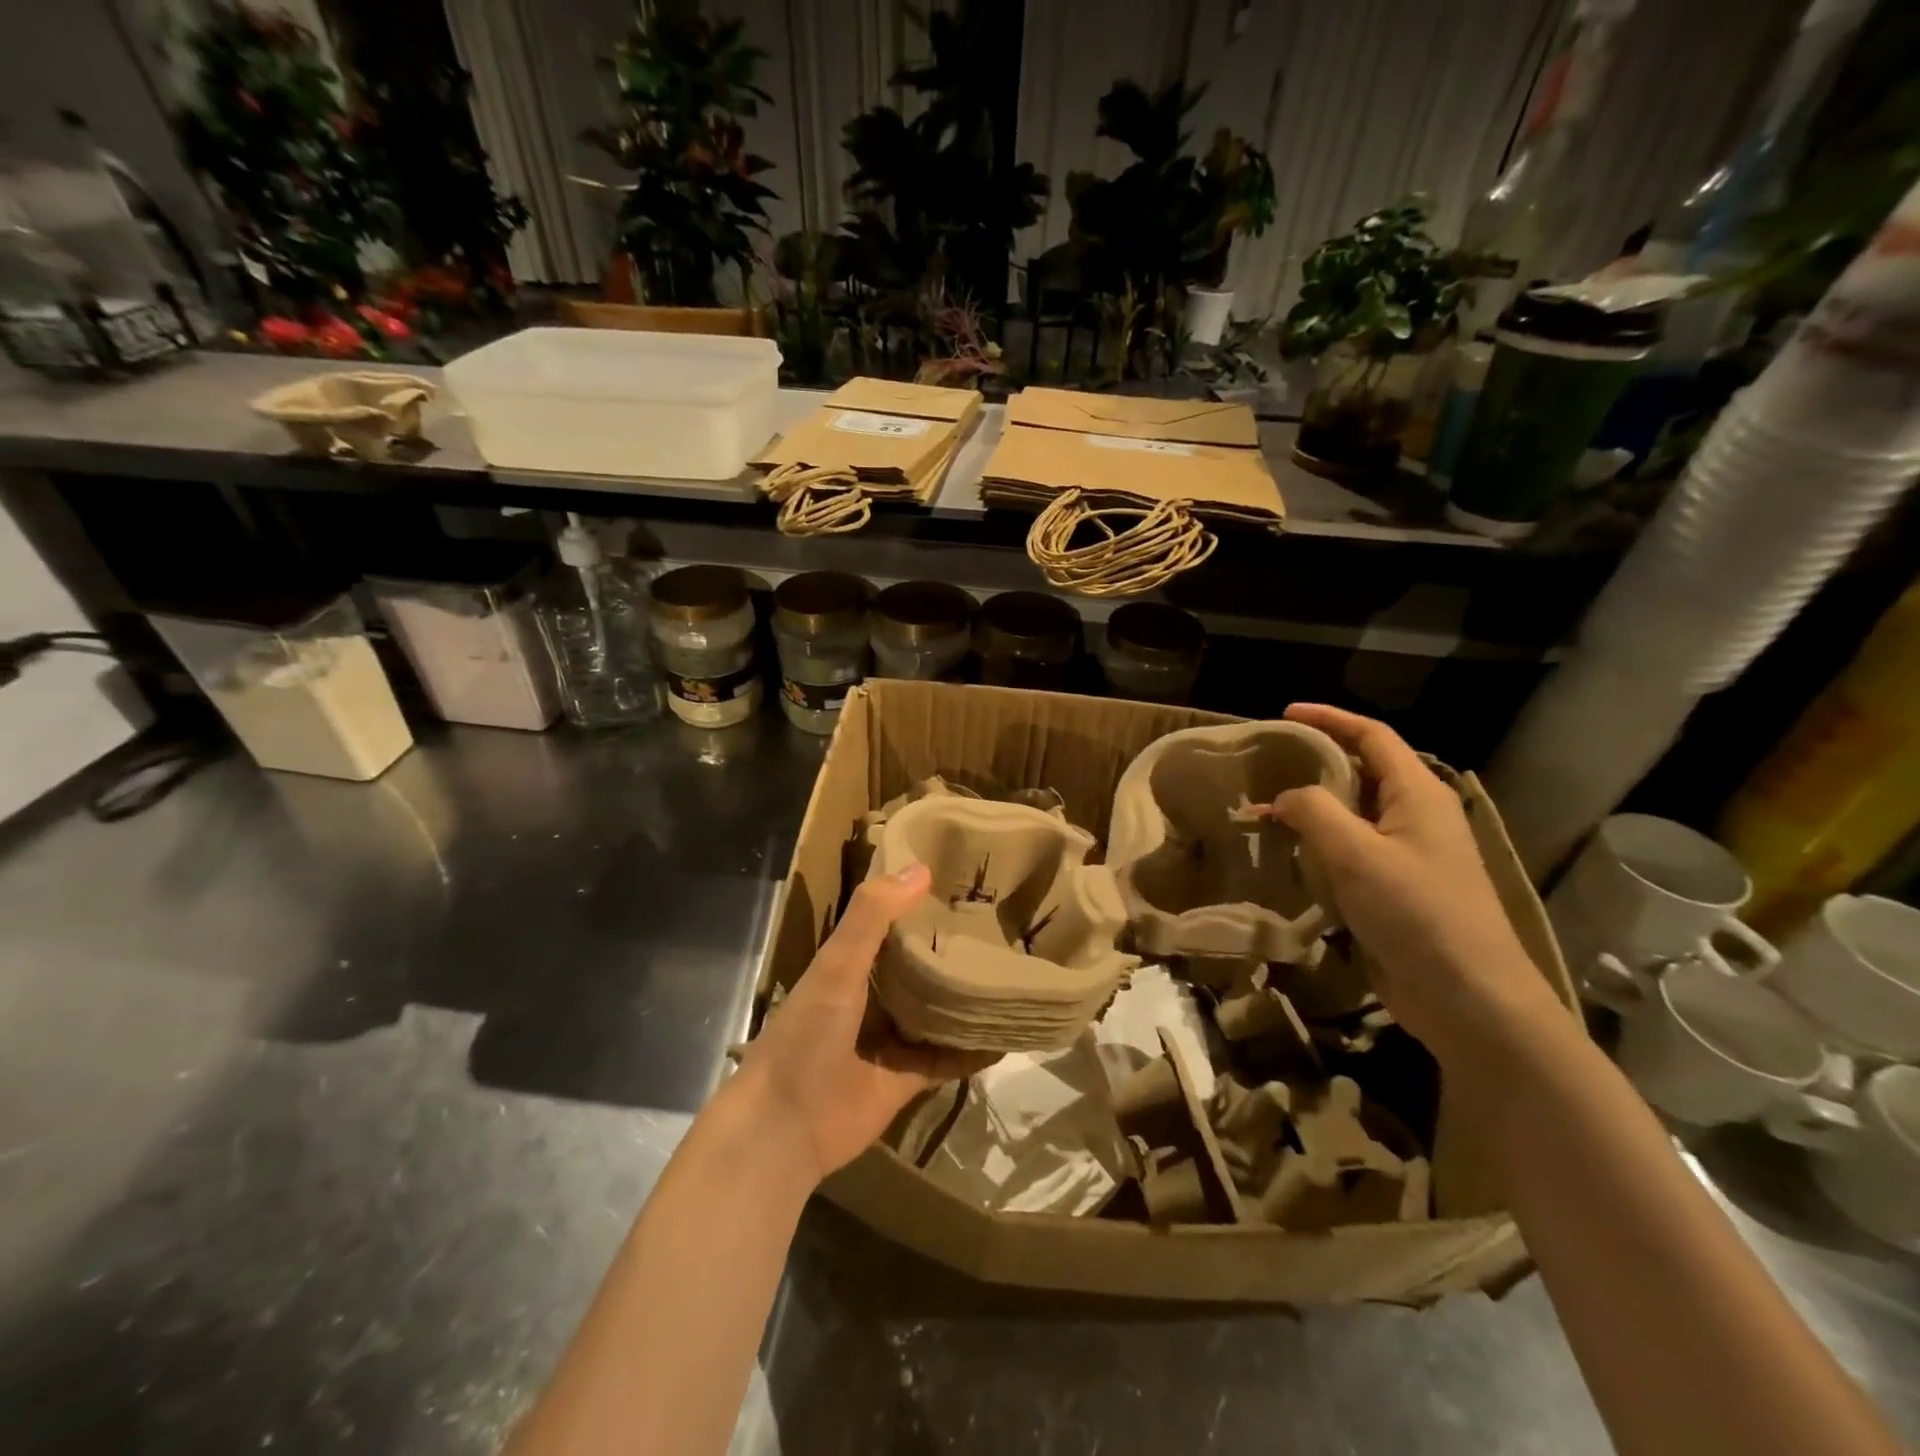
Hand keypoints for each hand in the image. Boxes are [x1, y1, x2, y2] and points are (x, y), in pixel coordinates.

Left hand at [738, 864, 987, 1184]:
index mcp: (851, 962)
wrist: (786, 1126)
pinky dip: (973, 1050)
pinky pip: (947, 1058)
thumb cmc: (807, 1033)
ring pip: (937, 1009)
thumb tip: (923, 867)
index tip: (962, 877)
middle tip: (1002, 922)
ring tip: (1013, 971)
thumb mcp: (836, 965)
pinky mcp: (907, 1077)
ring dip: (966, 996)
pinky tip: (1008, 1035)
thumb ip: (872, 916)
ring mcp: (891, 1037)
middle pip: (920, 964)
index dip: (919, 900)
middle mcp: (873, 995)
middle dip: (952, 946)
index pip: (890, 920)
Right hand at [1270, 704, 1565, 1065]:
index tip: (1284, 714)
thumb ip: (1313, 811)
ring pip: (1353, 815)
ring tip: (1265, 811)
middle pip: (1362, 772)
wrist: (1469, 998)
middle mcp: (1417, 816)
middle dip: (1315, 764)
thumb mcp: (1355, 853)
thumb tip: (1285, 798)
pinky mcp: (1397, 890)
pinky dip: (1319, 846)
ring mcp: (1409, 855)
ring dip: (1311, 809)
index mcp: (1418, 794)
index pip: (1372, 736)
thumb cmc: (1417, 912)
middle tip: (1266, 765)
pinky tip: (1290, 857)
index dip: (1329, 719)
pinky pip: (1352, 852)